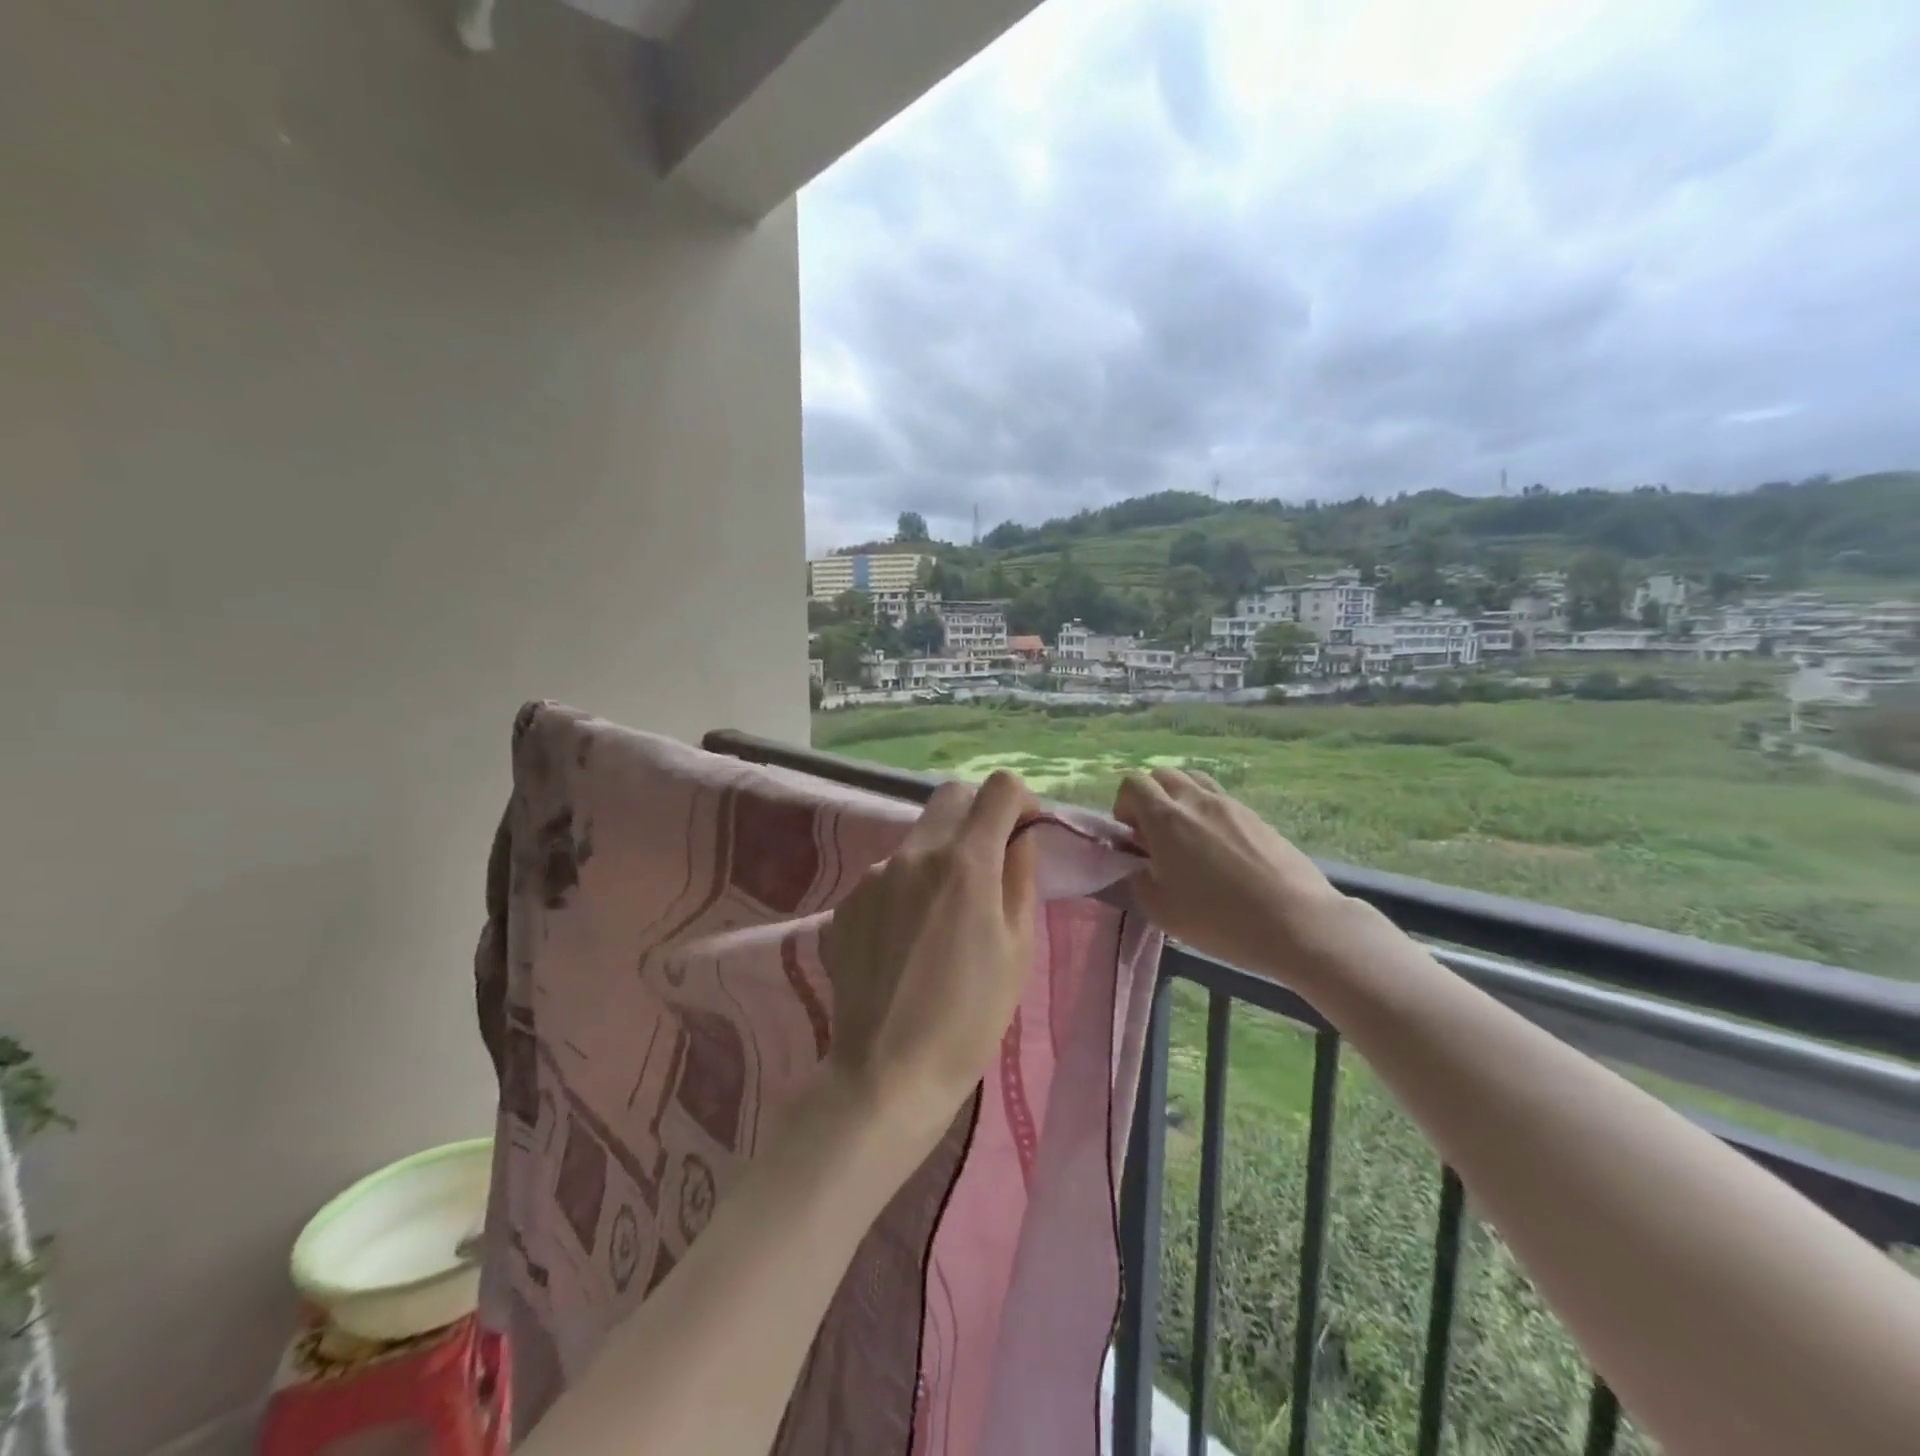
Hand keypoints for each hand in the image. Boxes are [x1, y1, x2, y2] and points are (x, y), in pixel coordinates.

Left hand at [822, 771, 1039, 1134]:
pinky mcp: (849, 900)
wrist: (887, 1071)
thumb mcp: (1017, 948)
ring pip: (919, 835)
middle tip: (990, 860)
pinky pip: (890, 872)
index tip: (1025, 832)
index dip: (1021, 800)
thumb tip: (1020, 837)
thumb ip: (1021, 877)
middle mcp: (914, 853)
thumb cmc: (970, 1017)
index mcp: (964, 862)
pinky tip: (910, 936)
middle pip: (951, 796)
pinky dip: (910, 883)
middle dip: (979, 813)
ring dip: (942, 852)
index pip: (998, 787)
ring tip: (947, 912)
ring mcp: (875, 874)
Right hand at [1113, 768, 1348, 982]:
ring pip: (1195, 781)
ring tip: (1186, 836)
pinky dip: (1209, 813)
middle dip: (1150, 797)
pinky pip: (1222, 801)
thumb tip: (1139, 864)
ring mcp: (1231, 805)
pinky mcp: (1257, 817)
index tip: (1131, 835)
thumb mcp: (1160, 909)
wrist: (1295, 922)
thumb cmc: (1218, 918)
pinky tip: (1219, 850)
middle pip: (1163, 775)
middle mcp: (1197, 801)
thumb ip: (1138, 879)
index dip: (1124, 804)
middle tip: (1155, 835)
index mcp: (1166, 818)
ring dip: (1181, 799)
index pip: (1133, 783)